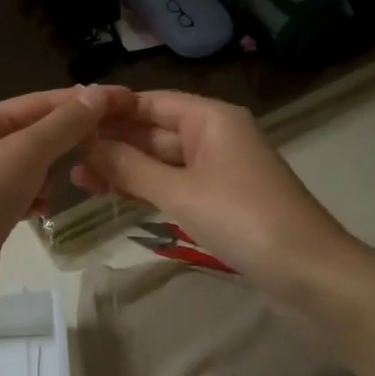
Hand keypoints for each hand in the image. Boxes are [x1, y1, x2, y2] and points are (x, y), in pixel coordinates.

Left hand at [0, 85, 129, 331]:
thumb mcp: (24, 153)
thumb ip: (64, 124)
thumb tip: (98, 93)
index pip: (37, 102)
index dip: (80, 100)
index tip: (124, 100)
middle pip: (32, 134)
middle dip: (68, 138)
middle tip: (110, 142)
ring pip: (28, 168)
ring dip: (51, 171)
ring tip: (77, 178)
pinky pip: (19, 198)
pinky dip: (36, 199)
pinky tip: (45, 210)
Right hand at [73, 91, 361, 302]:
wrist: (310, 273)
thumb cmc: (244, 220)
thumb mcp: (181, 192)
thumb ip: (131, 168)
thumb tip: (87, 145)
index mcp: (211, 118)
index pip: (151, 102)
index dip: (112, 109)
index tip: (70, 118)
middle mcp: (215, 136)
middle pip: (155, 131)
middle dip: (113, 143)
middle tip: (64, 156)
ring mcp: (219, 169)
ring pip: (163, 161)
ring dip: (125, 169)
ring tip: (77, 180)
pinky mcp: (222, 200)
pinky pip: (176, 185)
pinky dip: (147, 189)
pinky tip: (115, 195)